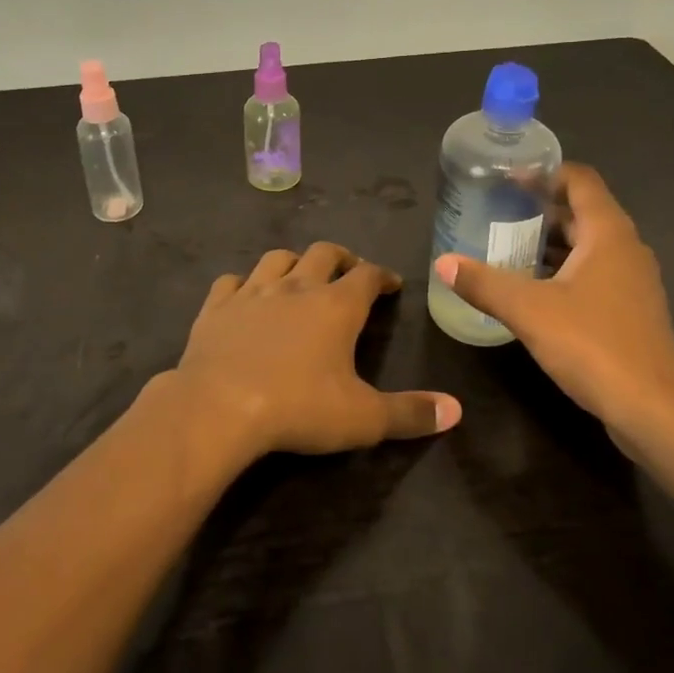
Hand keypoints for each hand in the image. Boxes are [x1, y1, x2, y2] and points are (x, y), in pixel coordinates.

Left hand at [169, 242, 463, 456]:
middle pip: (324, 253)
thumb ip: (410, 413)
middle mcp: (297, 287)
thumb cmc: (298, 408)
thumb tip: (456, 410)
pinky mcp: (217, 307)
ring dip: (293, 262)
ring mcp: (253, 292)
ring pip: (277, 259)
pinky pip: (232, 281)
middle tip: (349, 271)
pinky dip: (243, 284)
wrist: (219, 407)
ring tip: (300, 276)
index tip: (391, 283)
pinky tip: (244, 295)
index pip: (367, 275)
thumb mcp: (363, 418)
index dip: (382, 276)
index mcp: (336, 306)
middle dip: (341, 258)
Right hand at [435, 163, 673, 434]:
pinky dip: (566, 269)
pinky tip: (535, 289)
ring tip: (510, 246)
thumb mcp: (529, 311)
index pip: (580, 180)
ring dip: (553, 241)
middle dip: (543, 208)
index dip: (545, 173)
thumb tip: (443, 263)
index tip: (509, 179)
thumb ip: (484, 283)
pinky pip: (595, 273)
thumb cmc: (593, 345)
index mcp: (608, 233)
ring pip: (590, 245)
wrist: (654, 410)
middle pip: (584, 211)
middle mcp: (626, 249)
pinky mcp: (632, 310)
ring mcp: (633, 281)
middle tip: (500, 211)